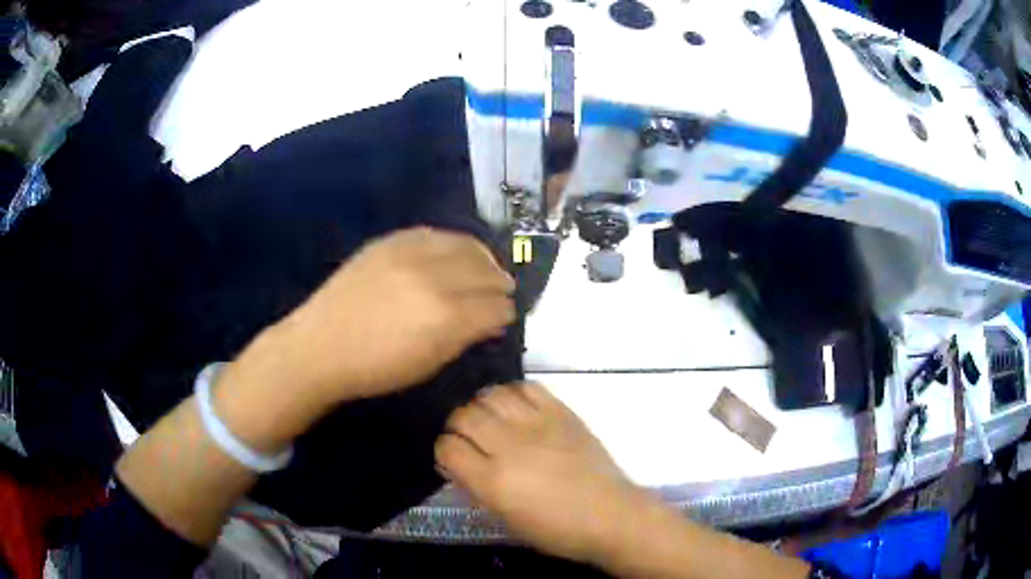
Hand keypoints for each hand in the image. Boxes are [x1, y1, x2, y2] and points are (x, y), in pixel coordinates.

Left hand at [255, 227, 514, 402]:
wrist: (321, 347)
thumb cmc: (376, 369)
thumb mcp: (429, 364)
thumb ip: (466, 337)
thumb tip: (492, 319)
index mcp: (447, 317)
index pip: (497, 305)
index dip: (506, 312)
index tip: (504, 317)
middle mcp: (435, 278)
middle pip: (487, 271)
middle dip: (499, 284)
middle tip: (499, 293)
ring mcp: (411, 253)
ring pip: (466, 244)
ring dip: (482, 259)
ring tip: (482, 270)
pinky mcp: (391, 240)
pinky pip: (436, 233)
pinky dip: (452, 244)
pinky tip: (451, 255)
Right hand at [435, 383, 642, 564]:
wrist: (609, 515)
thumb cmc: (556, 529)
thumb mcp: (506, 519)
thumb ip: (476, 488)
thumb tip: (456, 464)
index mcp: (492, 480)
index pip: (448, 446)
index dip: (444, 449)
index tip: (451, 456)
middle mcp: (509, 446)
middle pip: (464, 415)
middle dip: (457, 425)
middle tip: (468, 436)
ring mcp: (537, 424)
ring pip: (490, 394)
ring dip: (482, 405)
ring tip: (490, 418)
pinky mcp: (561, 411)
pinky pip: (527, 387)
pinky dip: (513, 392)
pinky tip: (516, 407)